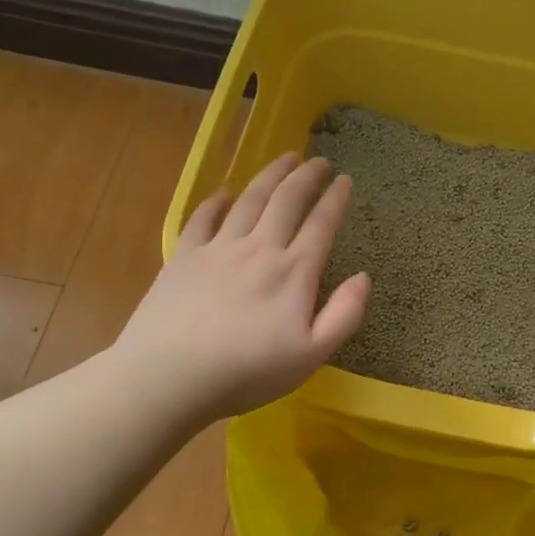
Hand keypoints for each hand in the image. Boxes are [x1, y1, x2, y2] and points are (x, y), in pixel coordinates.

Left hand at [113, 153, 370, 420]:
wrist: (170, 376)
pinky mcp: (184, 257)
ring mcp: (218, 249)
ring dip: (270, 175)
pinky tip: (226, 192)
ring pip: (250, 200)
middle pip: (286, 200)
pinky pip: (203, 218)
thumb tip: (364, 277)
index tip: (345, 179)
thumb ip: (344, 314)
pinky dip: (217, 200)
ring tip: (285, 158)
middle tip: (319, 160)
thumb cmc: (248, 372)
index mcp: (294, 272)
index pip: (321, 225)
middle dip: (306, 176)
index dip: (336, 199)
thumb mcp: (312, 355)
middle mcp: (259, 249)